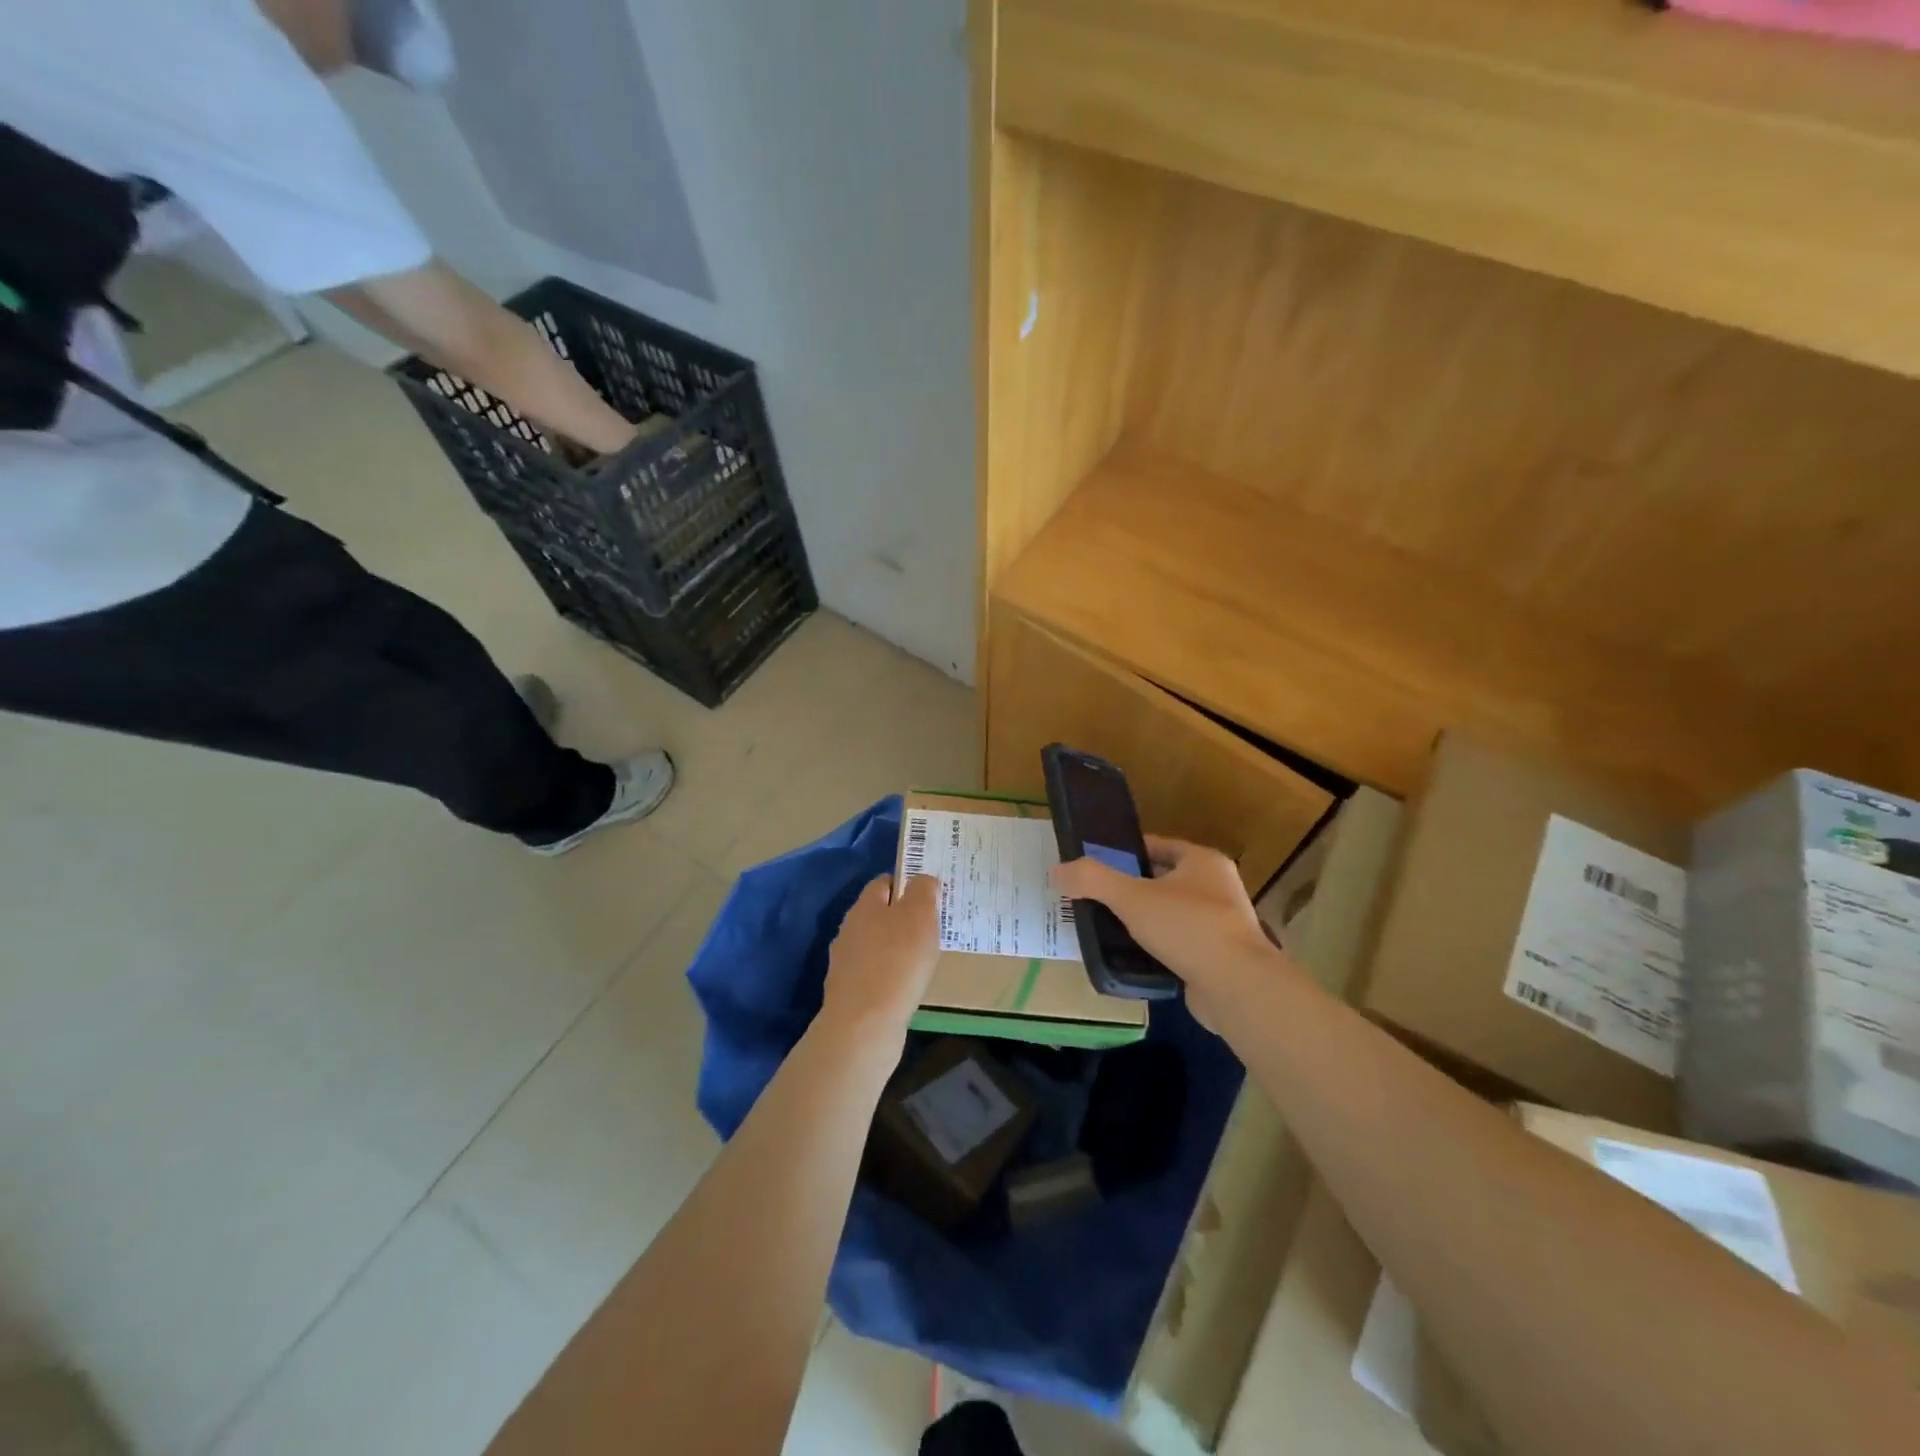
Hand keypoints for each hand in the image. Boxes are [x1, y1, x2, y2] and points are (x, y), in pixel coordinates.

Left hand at [821, 875, 941, 1042]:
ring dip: (896, 948)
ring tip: (922, 960)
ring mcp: (846, 962)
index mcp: (864, 906)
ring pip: (876, 944)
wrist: (864, 1025)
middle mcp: (850, 929)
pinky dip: (889, 975)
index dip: (907, 884)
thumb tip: (922, 880)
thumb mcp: (919, 916)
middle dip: (903, 918)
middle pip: (879, 914)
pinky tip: (905, 986)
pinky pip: (874, 972)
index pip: (884, 882)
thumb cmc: (897, 962)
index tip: (930, 897)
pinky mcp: (848, 991)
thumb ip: (922, 891)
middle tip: (931, 929)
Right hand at [1051, 837, 1291, 1025]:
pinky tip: (1131, 957)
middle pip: (1163, 880)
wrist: (1236, 987)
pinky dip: (1157, 948)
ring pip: (1170, 914)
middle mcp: (1218, 887)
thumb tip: (1057, 871)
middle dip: (1131, 889)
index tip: (1095, 865)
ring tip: (1106, 928)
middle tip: (1095, 899)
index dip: (1125, 852)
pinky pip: (1179, 945)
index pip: (1157, 846)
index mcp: (1203, 861)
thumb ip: (1092, 880)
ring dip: (1143, 921)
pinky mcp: (1219, 957)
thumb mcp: (1131, 897)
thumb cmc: (1187, 927)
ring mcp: (1222, 924)